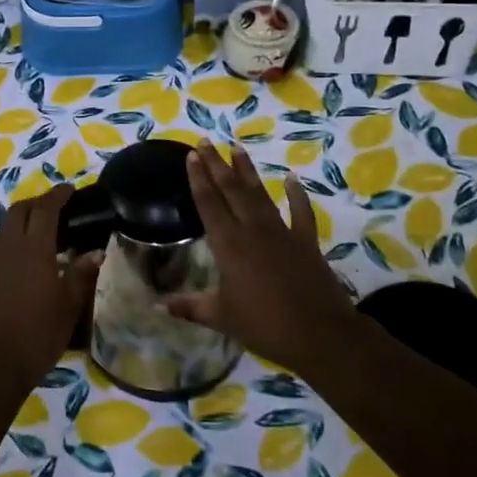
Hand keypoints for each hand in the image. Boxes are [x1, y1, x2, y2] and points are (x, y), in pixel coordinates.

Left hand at [0, 184, 100, 395]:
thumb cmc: (36, 336)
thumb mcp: (68, 308)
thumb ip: (81, 276)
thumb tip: (95, 253)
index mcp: (34, 249)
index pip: (46, 209)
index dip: (58, 195)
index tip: (69, 190)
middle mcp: (8, 247)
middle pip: (20, 210)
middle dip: (37, 203)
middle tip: (57, 210)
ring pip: (5, 227)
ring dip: (23, 221)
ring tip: (43, 234)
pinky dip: (12, 240)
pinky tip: (25, 260)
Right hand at [161, 140, 363, 375]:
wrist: (320, 334)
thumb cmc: (264, 325)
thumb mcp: (221, 317)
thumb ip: (189, 306)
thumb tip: (157, 305)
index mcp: (229, 245)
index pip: (209, 204)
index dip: (198, 179)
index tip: (191, 155)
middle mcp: (253, 230)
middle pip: (231, 190)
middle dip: (216, 165)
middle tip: (206, 142)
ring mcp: (282, 232)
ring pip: (260, 194)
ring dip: (247, 171)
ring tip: (237, 148)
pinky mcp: (306, 241)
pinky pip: (301, 211)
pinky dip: (296, 194)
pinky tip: (292, 179)